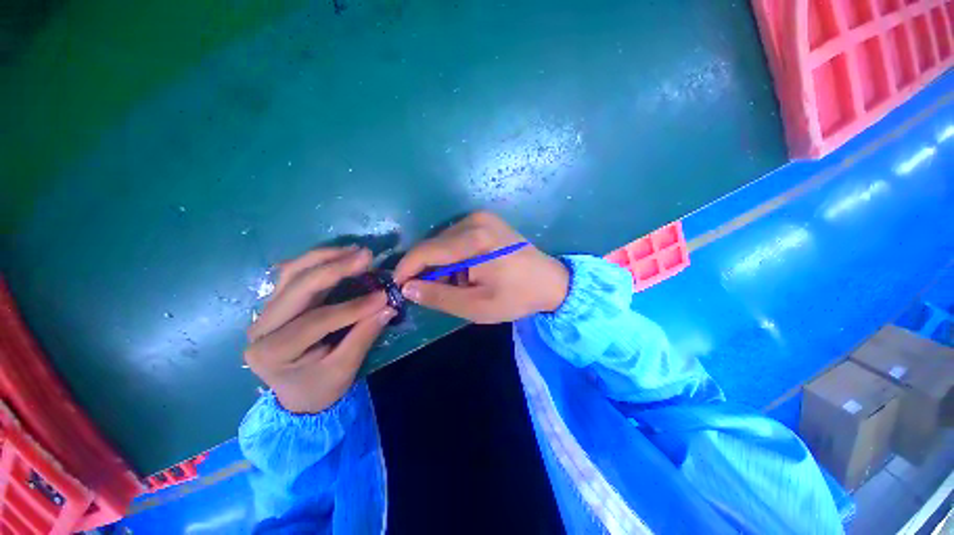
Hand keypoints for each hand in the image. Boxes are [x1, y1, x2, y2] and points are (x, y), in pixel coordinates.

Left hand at [245, 246, 395, 412]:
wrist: (297, 395)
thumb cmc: (320, 387)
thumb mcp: (344, 370)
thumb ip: (364, 336)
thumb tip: (388, 307)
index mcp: (272, 352)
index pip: (316, 321)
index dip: (353, 307)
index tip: (384, 297)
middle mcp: (260, 328)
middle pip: (297, 288)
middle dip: (335, 269)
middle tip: (366, 257)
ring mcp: (265, 312)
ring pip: (291, 273)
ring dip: (324, 257)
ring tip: (355, 251)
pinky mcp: (275, 304)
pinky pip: (292, 274)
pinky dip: (316, 261)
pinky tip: (339, 254)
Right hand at [394, 212, 568, 322]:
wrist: (550, 281)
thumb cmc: (516, 296)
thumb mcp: (476, 306)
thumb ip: (439, 297)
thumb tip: (407, 288)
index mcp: (474, 240)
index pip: (426, 251)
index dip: (407, 268)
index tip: (398, 286)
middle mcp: (475, 221)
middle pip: (433, 244)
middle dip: (426, 269)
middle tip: (432, 292)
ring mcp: (481, 217)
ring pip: (443, 241)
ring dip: (441, 264)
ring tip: (457, 284)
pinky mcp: (485, 220)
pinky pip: (455, 237)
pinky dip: (453, 256)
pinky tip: (466, 271)